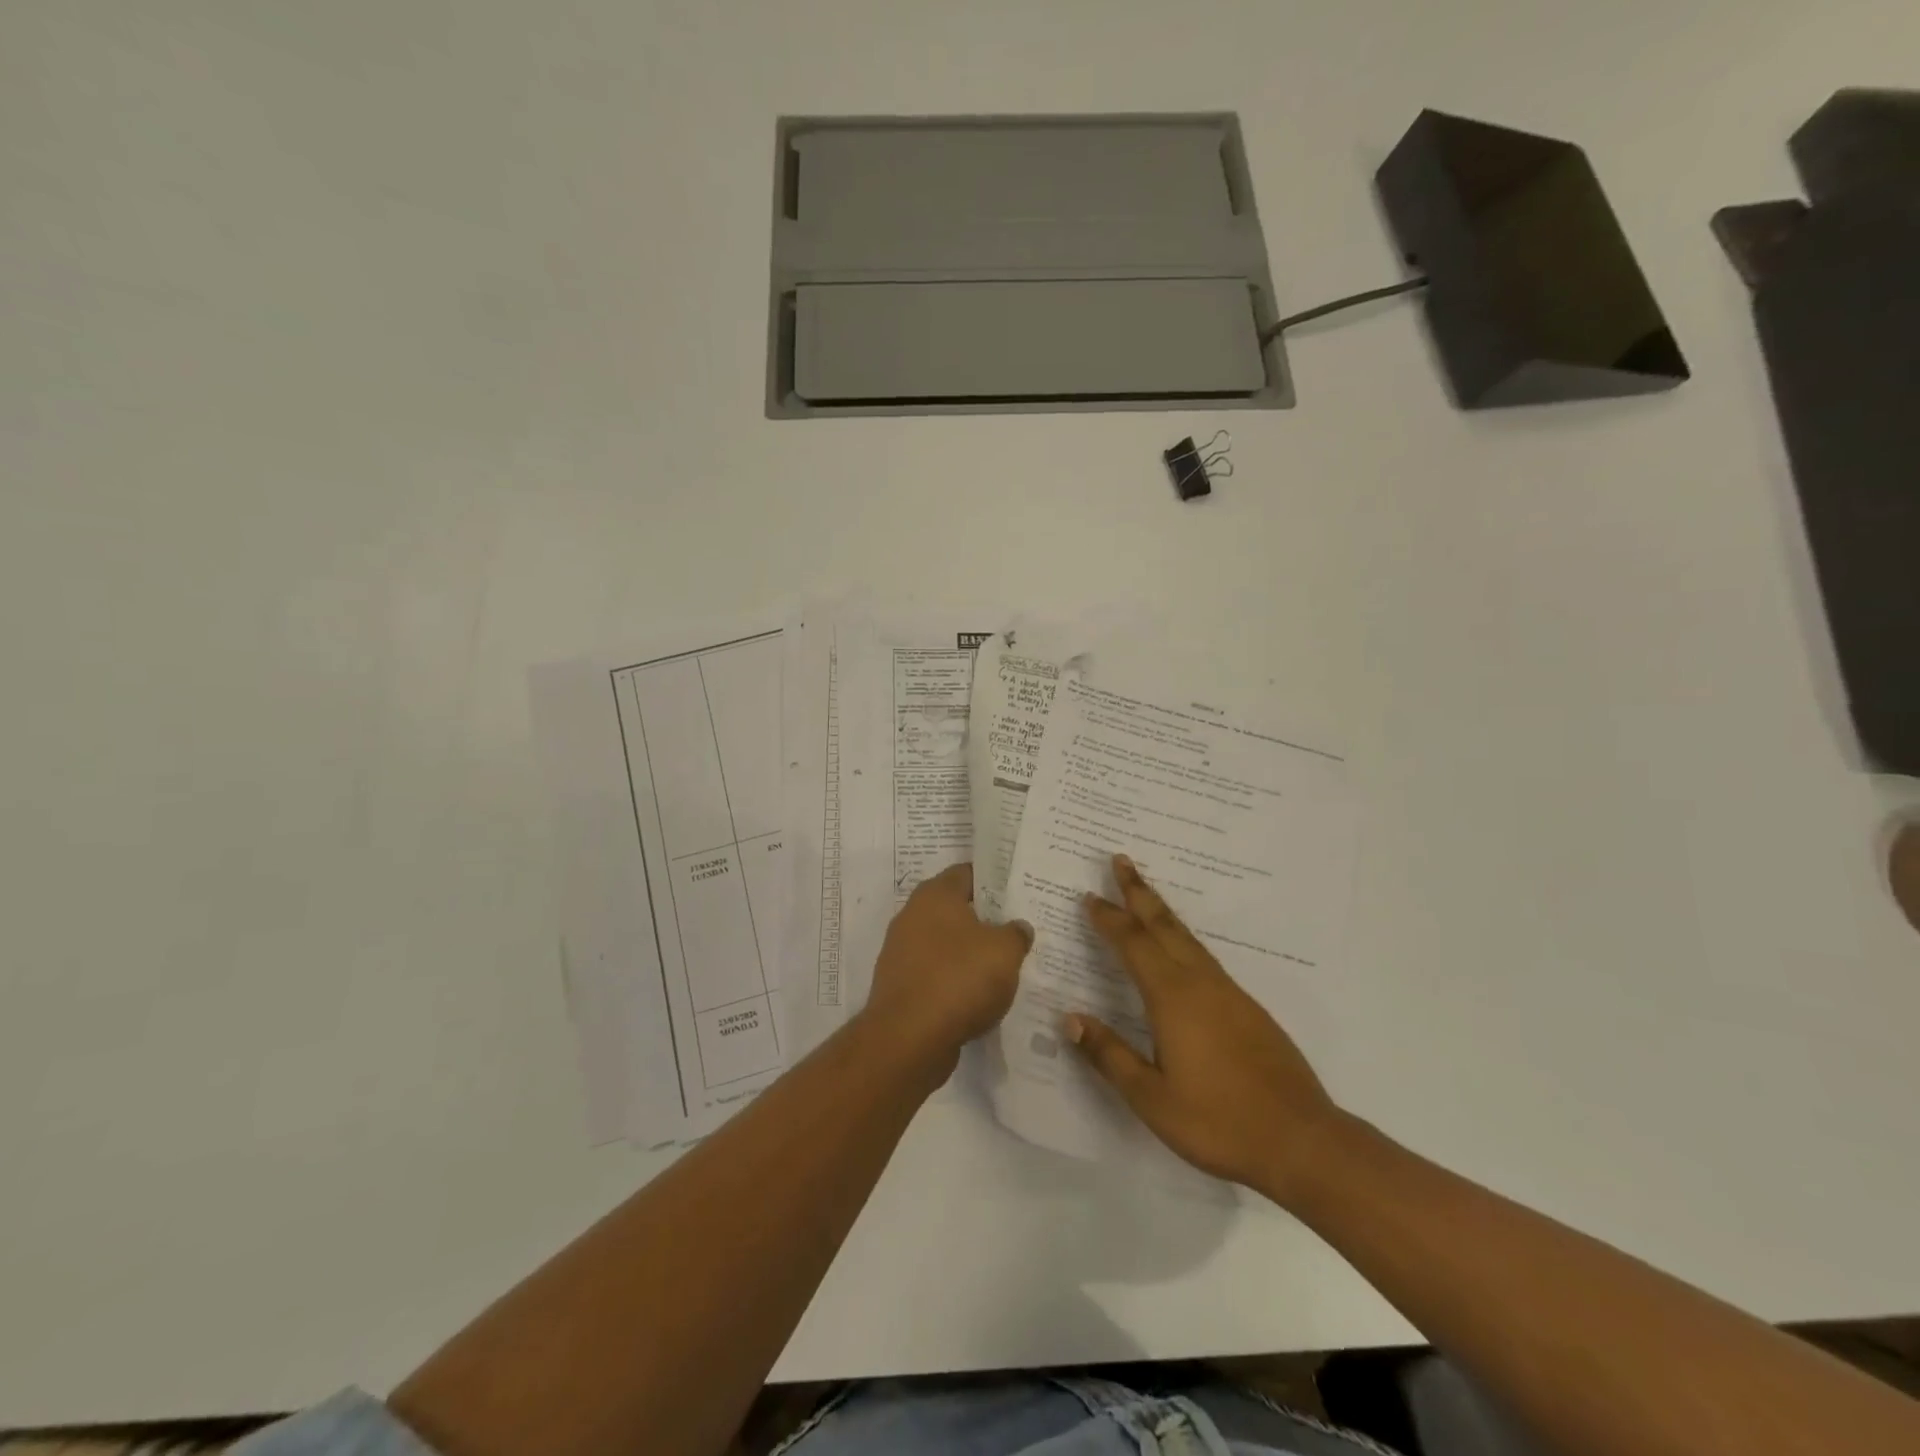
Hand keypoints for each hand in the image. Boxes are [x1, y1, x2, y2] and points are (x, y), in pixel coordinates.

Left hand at [863, 863, 1032, 1074]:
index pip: (967, 872)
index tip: (1017, 892)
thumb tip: (1017, 927)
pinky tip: (978, 996)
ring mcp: (901, 952)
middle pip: (955, 909)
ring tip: (1002, 966)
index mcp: (935, 894)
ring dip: (968, 953)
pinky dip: (954, 981)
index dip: (993, 879)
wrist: (909, 1038)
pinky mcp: (900, 986)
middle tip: (1015, 929)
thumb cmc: (959, 978)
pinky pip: (935, 974)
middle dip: (984, 919)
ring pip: (944, 944)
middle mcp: (912, 915)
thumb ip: (1016, 933)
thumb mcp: (1005, 950)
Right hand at [1067, 855, 1342, 1204]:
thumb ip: (1109, 1055)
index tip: (1089, 896)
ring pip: (1187, 937)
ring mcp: (1229, 993)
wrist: (1301, 1140)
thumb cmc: (1218, 1121)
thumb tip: (1070, 1019)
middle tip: (1120, 859)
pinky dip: (1182, 937)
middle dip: (1139, 891)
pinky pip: (1204, 956)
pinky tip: (1181, 950)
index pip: (1133, 944)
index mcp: (1172, 998)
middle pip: (1164, 925)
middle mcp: (1200, 983)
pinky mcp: (1248, 1008)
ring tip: (1145, 893)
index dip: (1109, 919)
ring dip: (1161, 911)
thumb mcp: (1151, 1098)